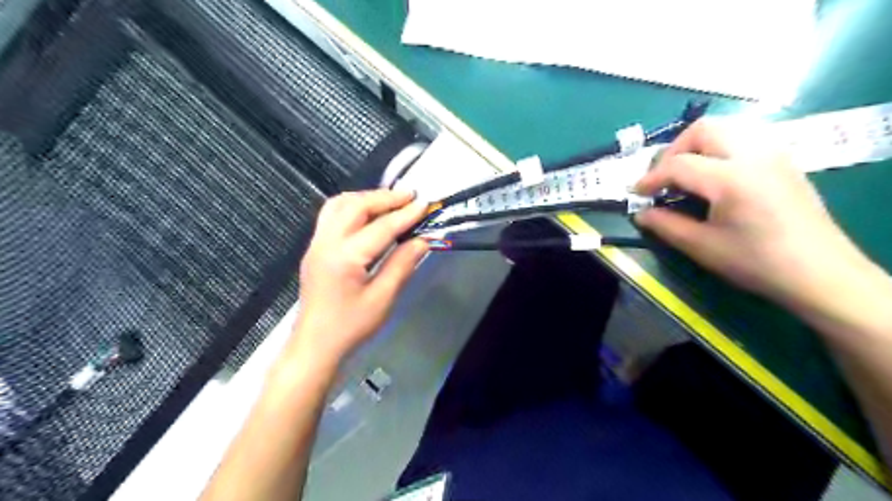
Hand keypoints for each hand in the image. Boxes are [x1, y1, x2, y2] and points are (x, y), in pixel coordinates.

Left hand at [284, 190, 425, 369]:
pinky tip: (367, 214)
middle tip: (410, 196)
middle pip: (355, 206)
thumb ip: (402, 265)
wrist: (315, 345)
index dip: (405, 214)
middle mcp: (326, 242)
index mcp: (345, 257)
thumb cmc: (351, 327)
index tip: (425, 203)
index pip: (381, 227)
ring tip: (390, 201)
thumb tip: (423, 240)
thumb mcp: (382, 299)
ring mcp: (316, 243)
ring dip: (366, 198)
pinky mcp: (314, 248)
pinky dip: (352, 206)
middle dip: (385, 198)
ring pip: (338, 205)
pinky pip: (331, 215)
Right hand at [633, 117, 872, 311]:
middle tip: (664, 177)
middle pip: (703, 129)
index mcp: (731, 178)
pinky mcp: (784, 160)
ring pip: (726, 127)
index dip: (651, 178)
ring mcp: (774, 153)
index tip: (637, 193)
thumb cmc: (756, 262)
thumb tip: (641, 214)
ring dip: (698, 145)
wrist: (820, 272)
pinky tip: (715, 174)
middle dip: (674, 150)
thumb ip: (666, 226)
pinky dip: (720, 147)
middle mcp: (754, 155)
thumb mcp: (702, 247)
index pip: (679, 164)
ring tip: (686, 173)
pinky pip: (745, 137)